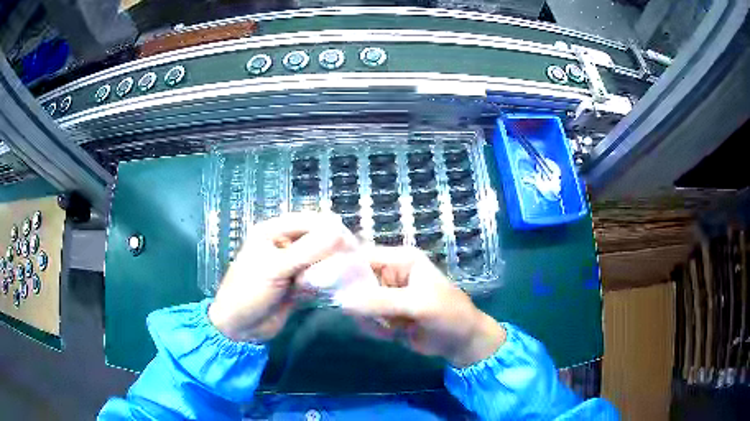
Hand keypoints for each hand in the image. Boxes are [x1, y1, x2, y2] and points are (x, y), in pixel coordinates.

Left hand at [208, 212, 351, 341]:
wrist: (239, 327)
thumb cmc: (250, 292)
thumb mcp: (276, 268)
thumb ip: (308, 250)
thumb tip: (340, 232)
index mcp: (273, 231)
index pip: (310, 221)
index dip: (331, 229)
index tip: (351, 244)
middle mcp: (284, 244)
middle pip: (317, 238)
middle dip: (334, 248)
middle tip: (353, 261)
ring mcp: (291, 265)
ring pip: (320, 258)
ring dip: (332, 265)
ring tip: (347, 275)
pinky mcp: (298, 284)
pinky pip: (318, 276)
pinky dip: (327, 280)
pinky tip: (337, 286)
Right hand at [338, 246, 505, 367]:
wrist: (462, 342)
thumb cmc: (447, 314)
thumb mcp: (417, 304)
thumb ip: (380, 301)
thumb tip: (341, 300)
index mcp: (400, 259)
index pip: (362, 256)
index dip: (343, 268)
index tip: (325, 285)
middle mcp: (390, 273)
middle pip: (355, 281)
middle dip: (358, 302)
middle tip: (369, 317)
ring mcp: (386, 295)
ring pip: (357, 304)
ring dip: (369, 319)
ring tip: (389, 328)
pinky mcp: (385, 314)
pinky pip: (366, 319)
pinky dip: (375, 329)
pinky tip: (393, 334)